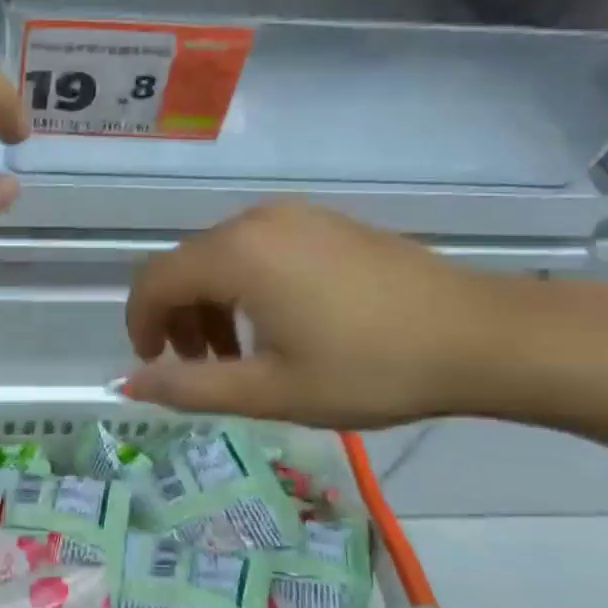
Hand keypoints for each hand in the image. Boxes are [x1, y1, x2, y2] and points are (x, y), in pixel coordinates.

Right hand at [123, 202, 517, 428]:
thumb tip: (129, 385)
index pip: (155, 281)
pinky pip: (259, 249)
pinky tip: (280, 325)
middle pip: (186, 266)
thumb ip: (190, 388)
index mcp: (237, 254)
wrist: (479, 336)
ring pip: (222, 257)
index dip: (140, 325)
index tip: (154, 367)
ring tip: (240, 356)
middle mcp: (257, 221)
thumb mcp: (271, 391)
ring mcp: (295, 216)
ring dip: (212, 305)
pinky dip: (245, 287)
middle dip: (178, 319)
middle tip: (201, 371)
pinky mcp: (325, 223)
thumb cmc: (369, 368)